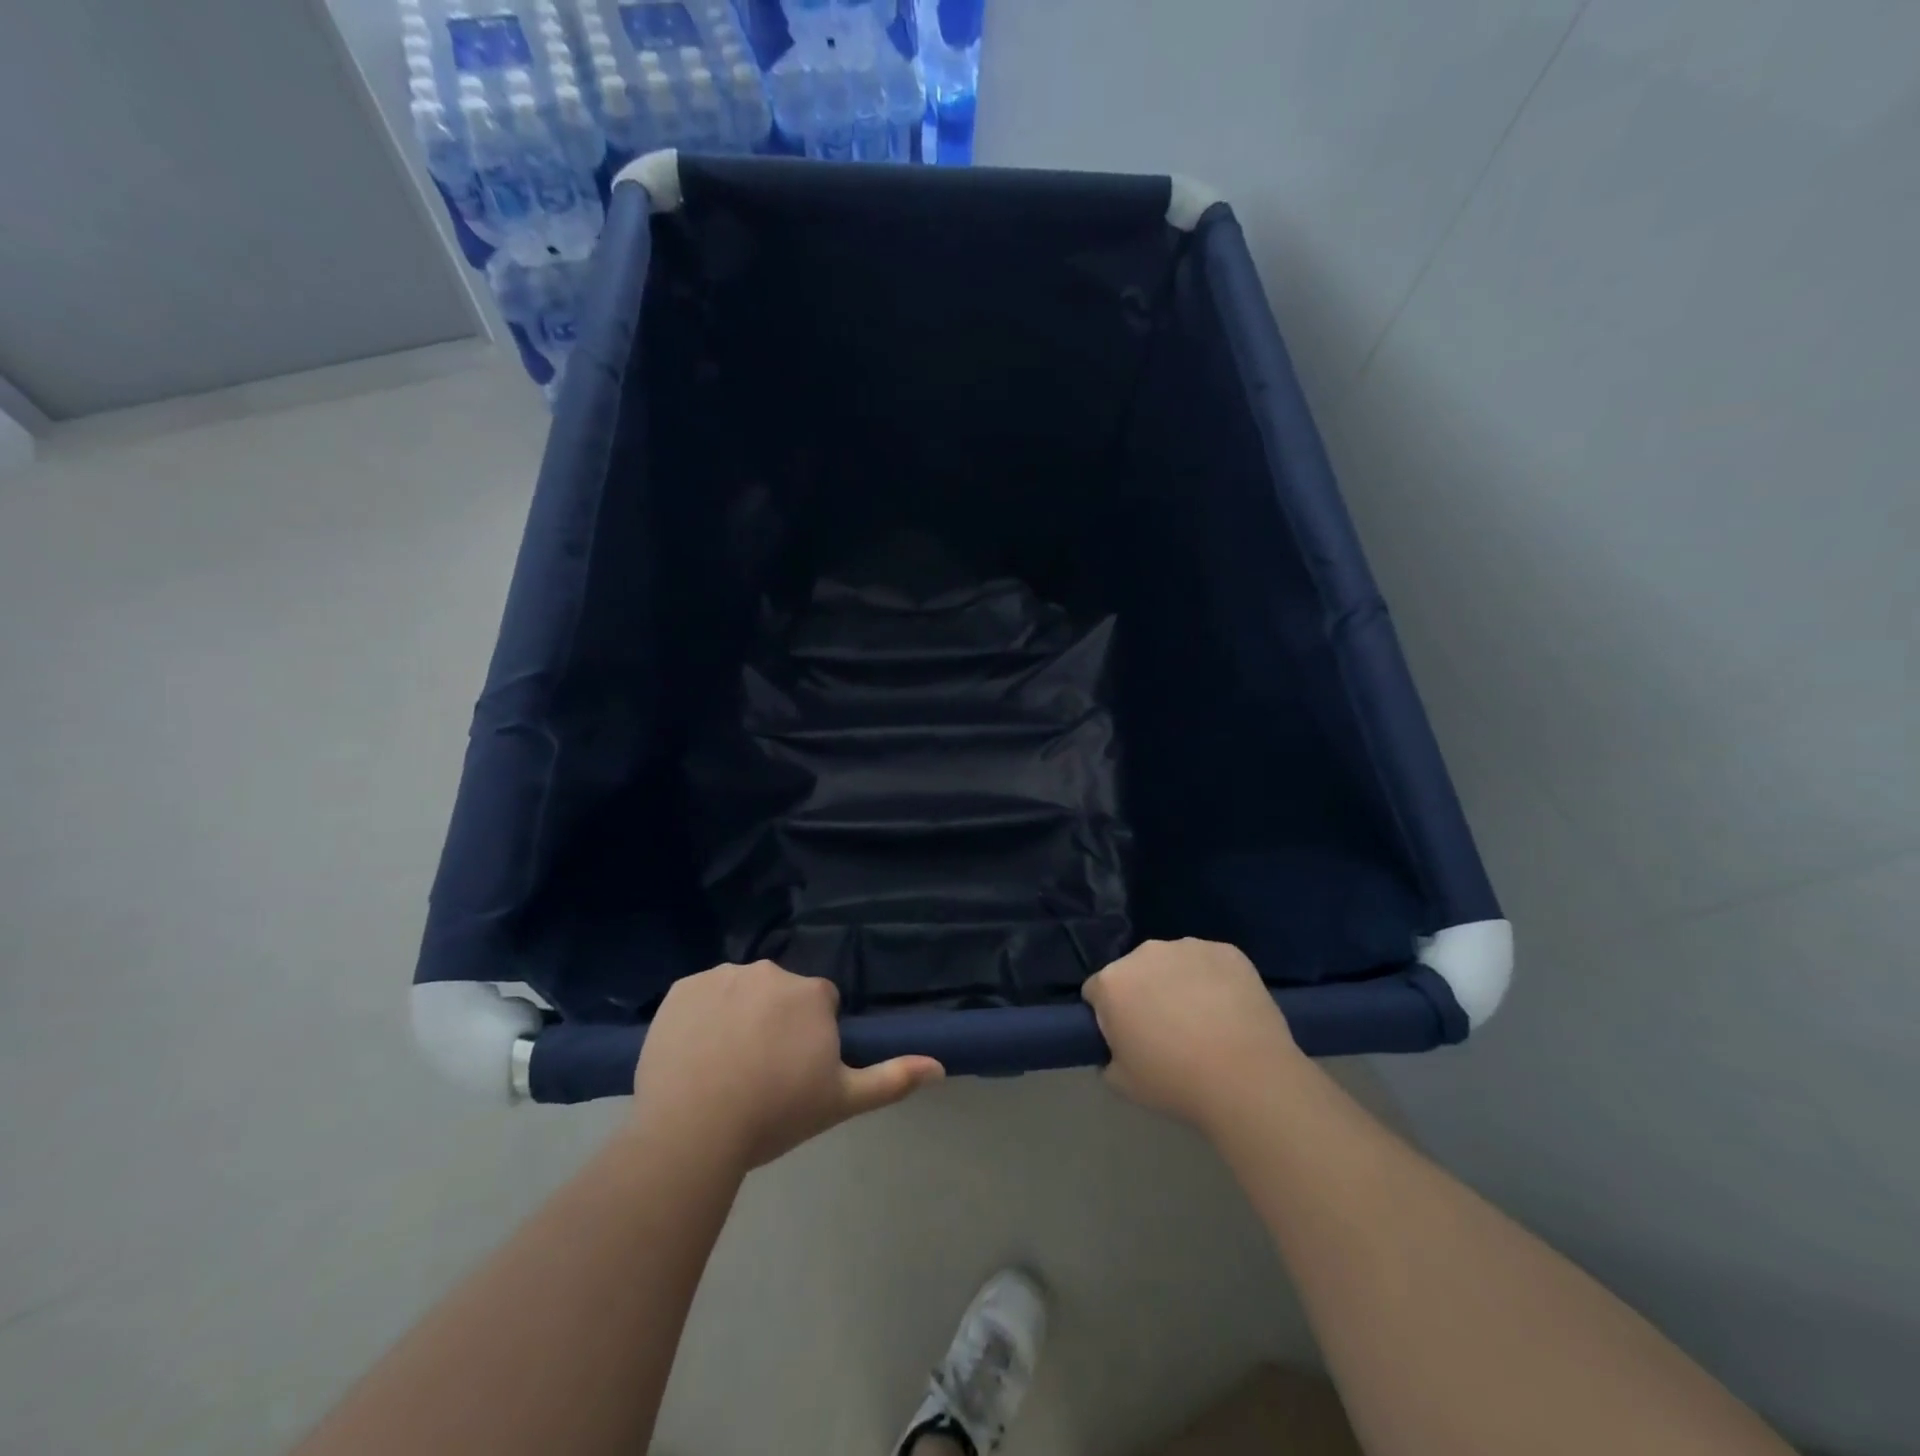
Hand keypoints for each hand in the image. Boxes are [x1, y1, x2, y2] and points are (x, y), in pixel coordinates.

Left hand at [631, 961, 943, 1172]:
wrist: (693, 1128)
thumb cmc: (775, 1113)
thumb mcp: (841, 1100)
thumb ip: (892, 1078)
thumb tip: (940, 1066)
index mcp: (811, 993)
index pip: (820, 1005)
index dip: (811, 1039)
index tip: (795, 1073)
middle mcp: (770, 971)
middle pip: (779, 995)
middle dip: (775, 1024)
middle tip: (759, 1075)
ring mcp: (721, 976)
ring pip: (739, 992)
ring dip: (737, 1017)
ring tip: (721, 1069)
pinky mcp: (680, 988)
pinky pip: (699, 997)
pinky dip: (700, 1017)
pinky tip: (692, 1055)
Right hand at [1082, 939, 1301, 1131]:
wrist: (1248, 1079)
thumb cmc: (1176, 1083)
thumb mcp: (1122, 1083)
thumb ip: (1107, 1058)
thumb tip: (1115, 1049)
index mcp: (1112, 982)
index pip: (1096, 991)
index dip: (1108, 1015)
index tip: (1127, 1037)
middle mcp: (1145, 953)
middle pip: (1135, 971)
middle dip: (1144, 992)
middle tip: (1167, 1030)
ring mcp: (1188, 947)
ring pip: (1173, 962)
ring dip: (1178, 982)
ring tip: (1204, 1020)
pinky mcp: (1227, 951)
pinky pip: (1210, 963)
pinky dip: (1214, 980)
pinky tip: (1229, 1010)